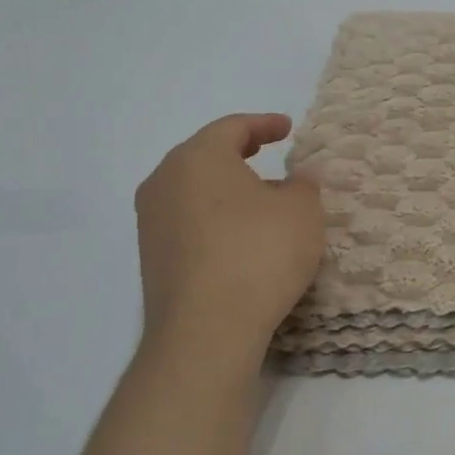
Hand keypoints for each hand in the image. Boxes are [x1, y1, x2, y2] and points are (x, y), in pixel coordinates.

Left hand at [135, 114, 324, 351]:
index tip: (287, 128)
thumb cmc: (259, 253)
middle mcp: (165, 181)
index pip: (233, 127)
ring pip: (193, 189)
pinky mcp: (151, 258)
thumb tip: (299, 176)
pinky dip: (214, 216)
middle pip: (205, 156)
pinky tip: (239, 235)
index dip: (264, 124)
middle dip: (239, 153)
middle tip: (268, 152)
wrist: (206, 330)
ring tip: (259, 198)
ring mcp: (151, 222)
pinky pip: (187, 220)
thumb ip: (303, 185)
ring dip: (226, 188)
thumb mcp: (301, 211)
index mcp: (198, 157)